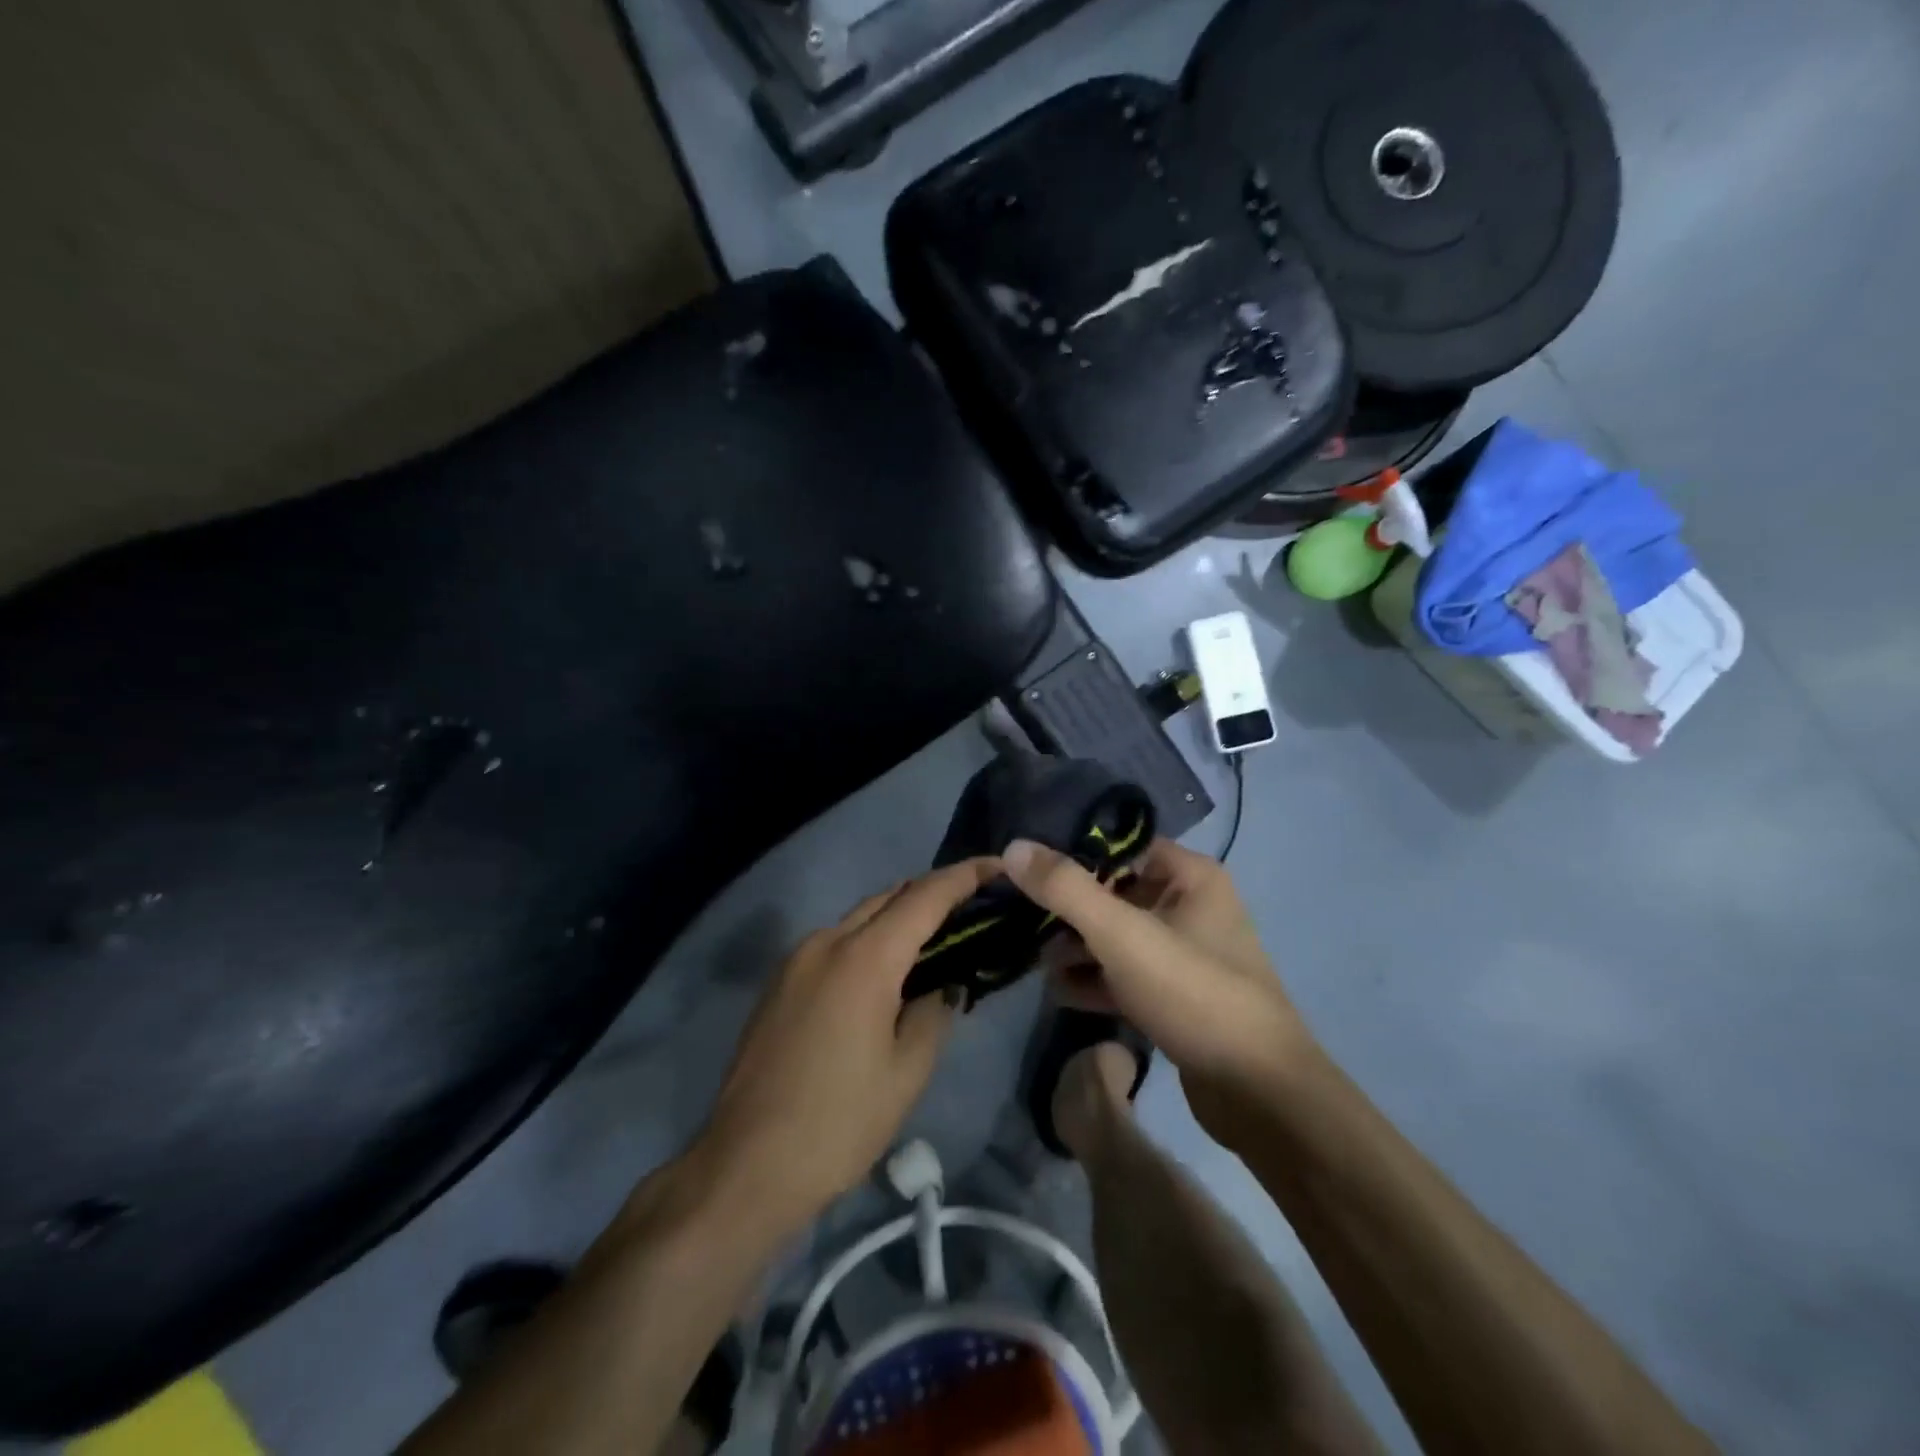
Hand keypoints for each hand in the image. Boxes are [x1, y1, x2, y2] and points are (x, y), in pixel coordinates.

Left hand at [692, 859, 996, 1232]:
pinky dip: (869, 941)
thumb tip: (943, 982)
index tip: (998, 867)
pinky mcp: (779, 982)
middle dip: (933, 893)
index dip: (965, 876)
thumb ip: (934, 1011)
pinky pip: (835, 943)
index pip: (925, 897)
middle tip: (974, 908)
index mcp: (864, 958)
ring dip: (899, 917)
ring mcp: (796, 959)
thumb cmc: (839, 1124)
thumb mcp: (907, 1072)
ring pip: (859, 918)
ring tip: (937, 940)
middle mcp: (826, 942)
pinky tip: (887, 972)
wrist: (745, 1167)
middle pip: (889, 897)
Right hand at [1005, 837, 1313, 1138]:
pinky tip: (1058, 992)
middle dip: (1068, 911)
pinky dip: (1095, 980)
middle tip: (1023, 923)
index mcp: (1191, 877)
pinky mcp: (1177, 998)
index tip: (1028, 874)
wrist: (1260, 1094)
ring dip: (1077, 949)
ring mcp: (1185, 956)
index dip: (1073, 856)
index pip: (1121, 848)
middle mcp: (1191, 907)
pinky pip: (1127, 975)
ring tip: (1035, 962)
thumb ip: (1065, 889)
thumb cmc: (1193, 992)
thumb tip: (1013, 846)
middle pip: (1115, 894)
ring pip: (1118, 938)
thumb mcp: (1122, 934)